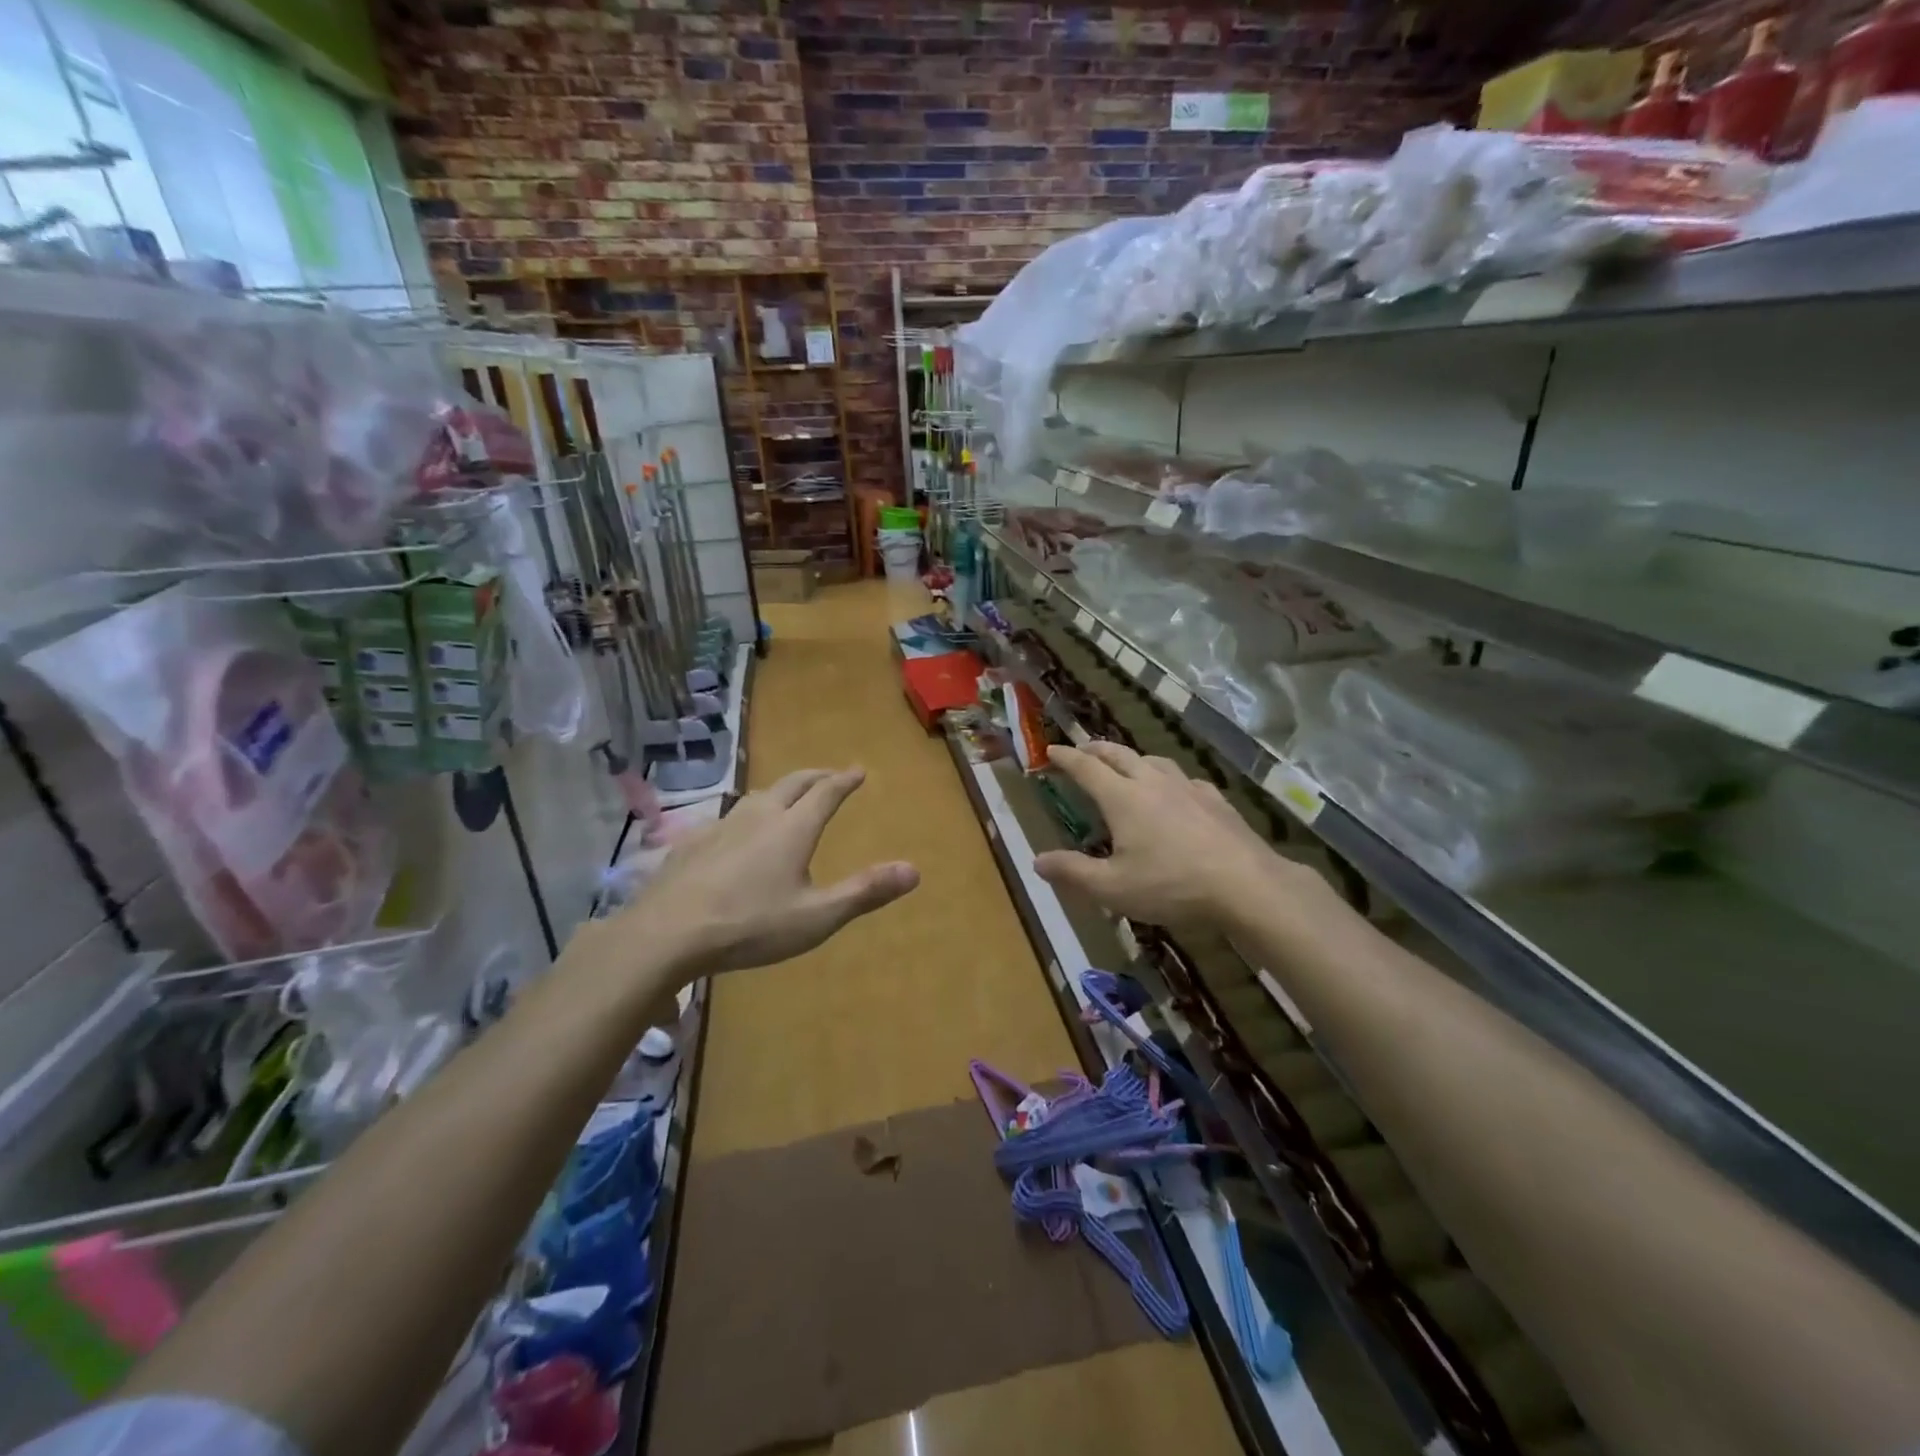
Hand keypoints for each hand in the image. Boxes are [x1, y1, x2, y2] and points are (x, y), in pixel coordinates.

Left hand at [626, 767, 918, 976]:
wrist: (668, 933)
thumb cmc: (750, 925)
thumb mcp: (817, 917)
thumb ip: (865, 892)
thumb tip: (914, 870)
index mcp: (793, 829)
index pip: (826, 793)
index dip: (845, 780)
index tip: (858, 771)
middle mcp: (760, 816)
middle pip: (792, 783)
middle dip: (816, 776)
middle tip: (830, 775)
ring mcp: (722, 825)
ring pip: (757, 796)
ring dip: (780, 791)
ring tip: (787, 798)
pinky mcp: (693, 842)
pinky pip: (728, 817)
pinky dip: (746, 815)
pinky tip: (737, 833)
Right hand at [1034, 742, 1328, 931]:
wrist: (1246, 885)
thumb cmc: (1172, 885)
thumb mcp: (1113, 888)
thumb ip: (1073, 872)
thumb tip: (1037, 860)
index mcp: (1123, 798)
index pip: (1087, 768)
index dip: (1066, 758)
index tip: (1051, 750)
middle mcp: (1153, 783)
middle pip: (1119, 755)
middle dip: (1096, 749)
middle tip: (1082, 749)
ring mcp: (1188, 789)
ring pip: (1154, 761)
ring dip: (1133, 758)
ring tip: (1127, 765)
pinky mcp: (1216, 801)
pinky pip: (1185, 780)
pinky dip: (1169, 778)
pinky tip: (1177, 792)